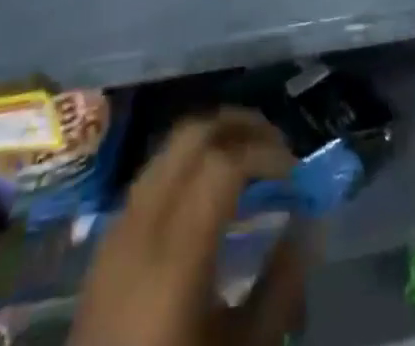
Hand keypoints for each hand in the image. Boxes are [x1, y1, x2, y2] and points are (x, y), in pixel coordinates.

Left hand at [69, 109, 315, 345]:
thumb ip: (280, 288)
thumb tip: (308, 227)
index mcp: (176, 252)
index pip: (224, 162)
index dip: (266, 153)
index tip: (295, 172)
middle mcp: (144, 222)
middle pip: (193, 135)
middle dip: (240, 126)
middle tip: (276, 145)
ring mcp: (119, 226)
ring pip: (169, 146)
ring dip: (213, 138)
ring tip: (249, 159)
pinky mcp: (107, 238)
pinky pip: (153, 172)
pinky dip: (188, 161)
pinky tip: (210, 191)